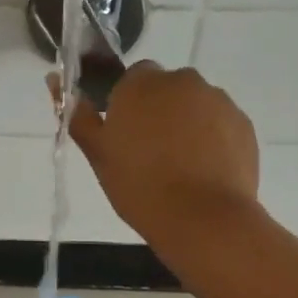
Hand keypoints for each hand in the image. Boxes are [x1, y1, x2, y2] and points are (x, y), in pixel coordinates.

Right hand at [63, 62, 259, 246]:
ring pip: (195, 105)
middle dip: (159, 111)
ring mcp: (218, 100)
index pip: (132, 79)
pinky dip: (212, 139)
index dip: (127, 105)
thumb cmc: (139, 186)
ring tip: (180, 167)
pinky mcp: (243, 123)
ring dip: (186, 124)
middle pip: (166, 89)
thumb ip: (77, 114)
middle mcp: (182, 81)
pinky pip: (220, 123)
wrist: (203, 218)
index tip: (124, 136)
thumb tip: (55, 80)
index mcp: (141, 84)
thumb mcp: (98, 155)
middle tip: (149, 154)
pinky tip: (203, 172)